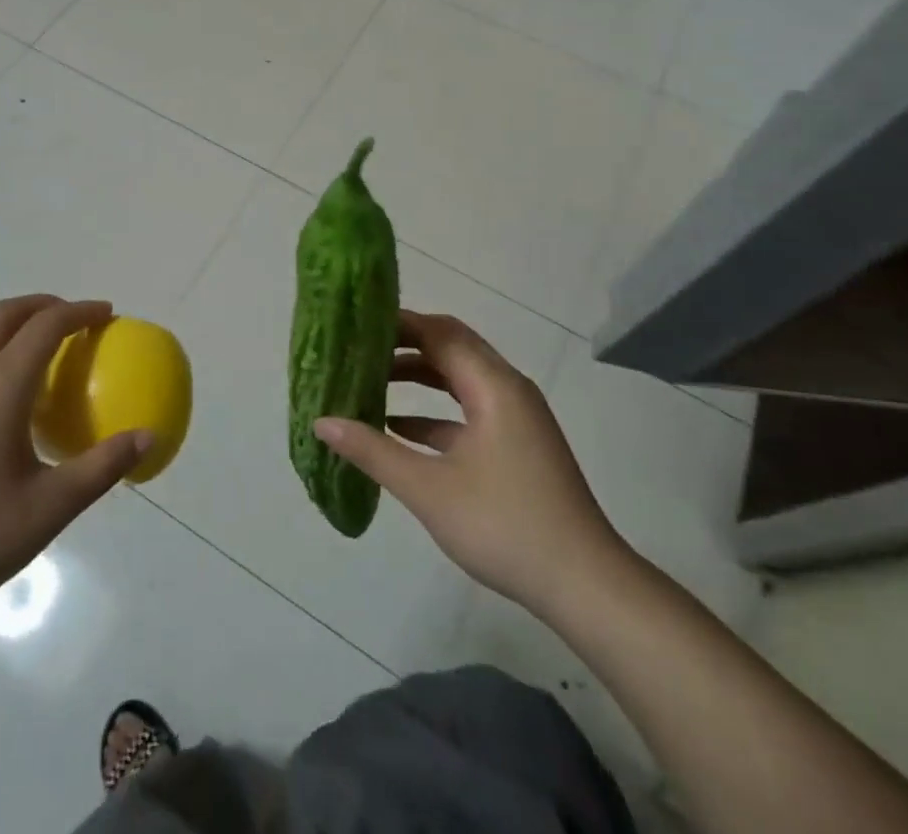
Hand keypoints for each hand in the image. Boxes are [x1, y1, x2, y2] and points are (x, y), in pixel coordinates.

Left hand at [0, 296, 149, 653]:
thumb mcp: (49, 509)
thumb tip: (148, 437)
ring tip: (40, 366)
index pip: (45, 326)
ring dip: (12, 334)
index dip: (80, 311)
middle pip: (3, 315)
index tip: (106, 314)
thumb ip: (102, 467)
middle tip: (74, 320)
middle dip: (42, 305)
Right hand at [313, 309, 629, 616]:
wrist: (585, 586)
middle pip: (450, 347)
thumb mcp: (429, 489)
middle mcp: (507, 389)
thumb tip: (321, 422)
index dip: (397, 323)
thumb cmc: (506, 526)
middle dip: (404, 344)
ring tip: (369, 380)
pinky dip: (434, 411)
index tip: (355, 322)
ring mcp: (515, 417)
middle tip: (357, 346)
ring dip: (418, 376)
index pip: (439, 332)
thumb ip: (373, 451)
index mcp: (493, 385)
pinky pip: (468, 410)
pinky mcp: (515, 444)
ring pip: (459, 378)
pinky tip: (397, 428)